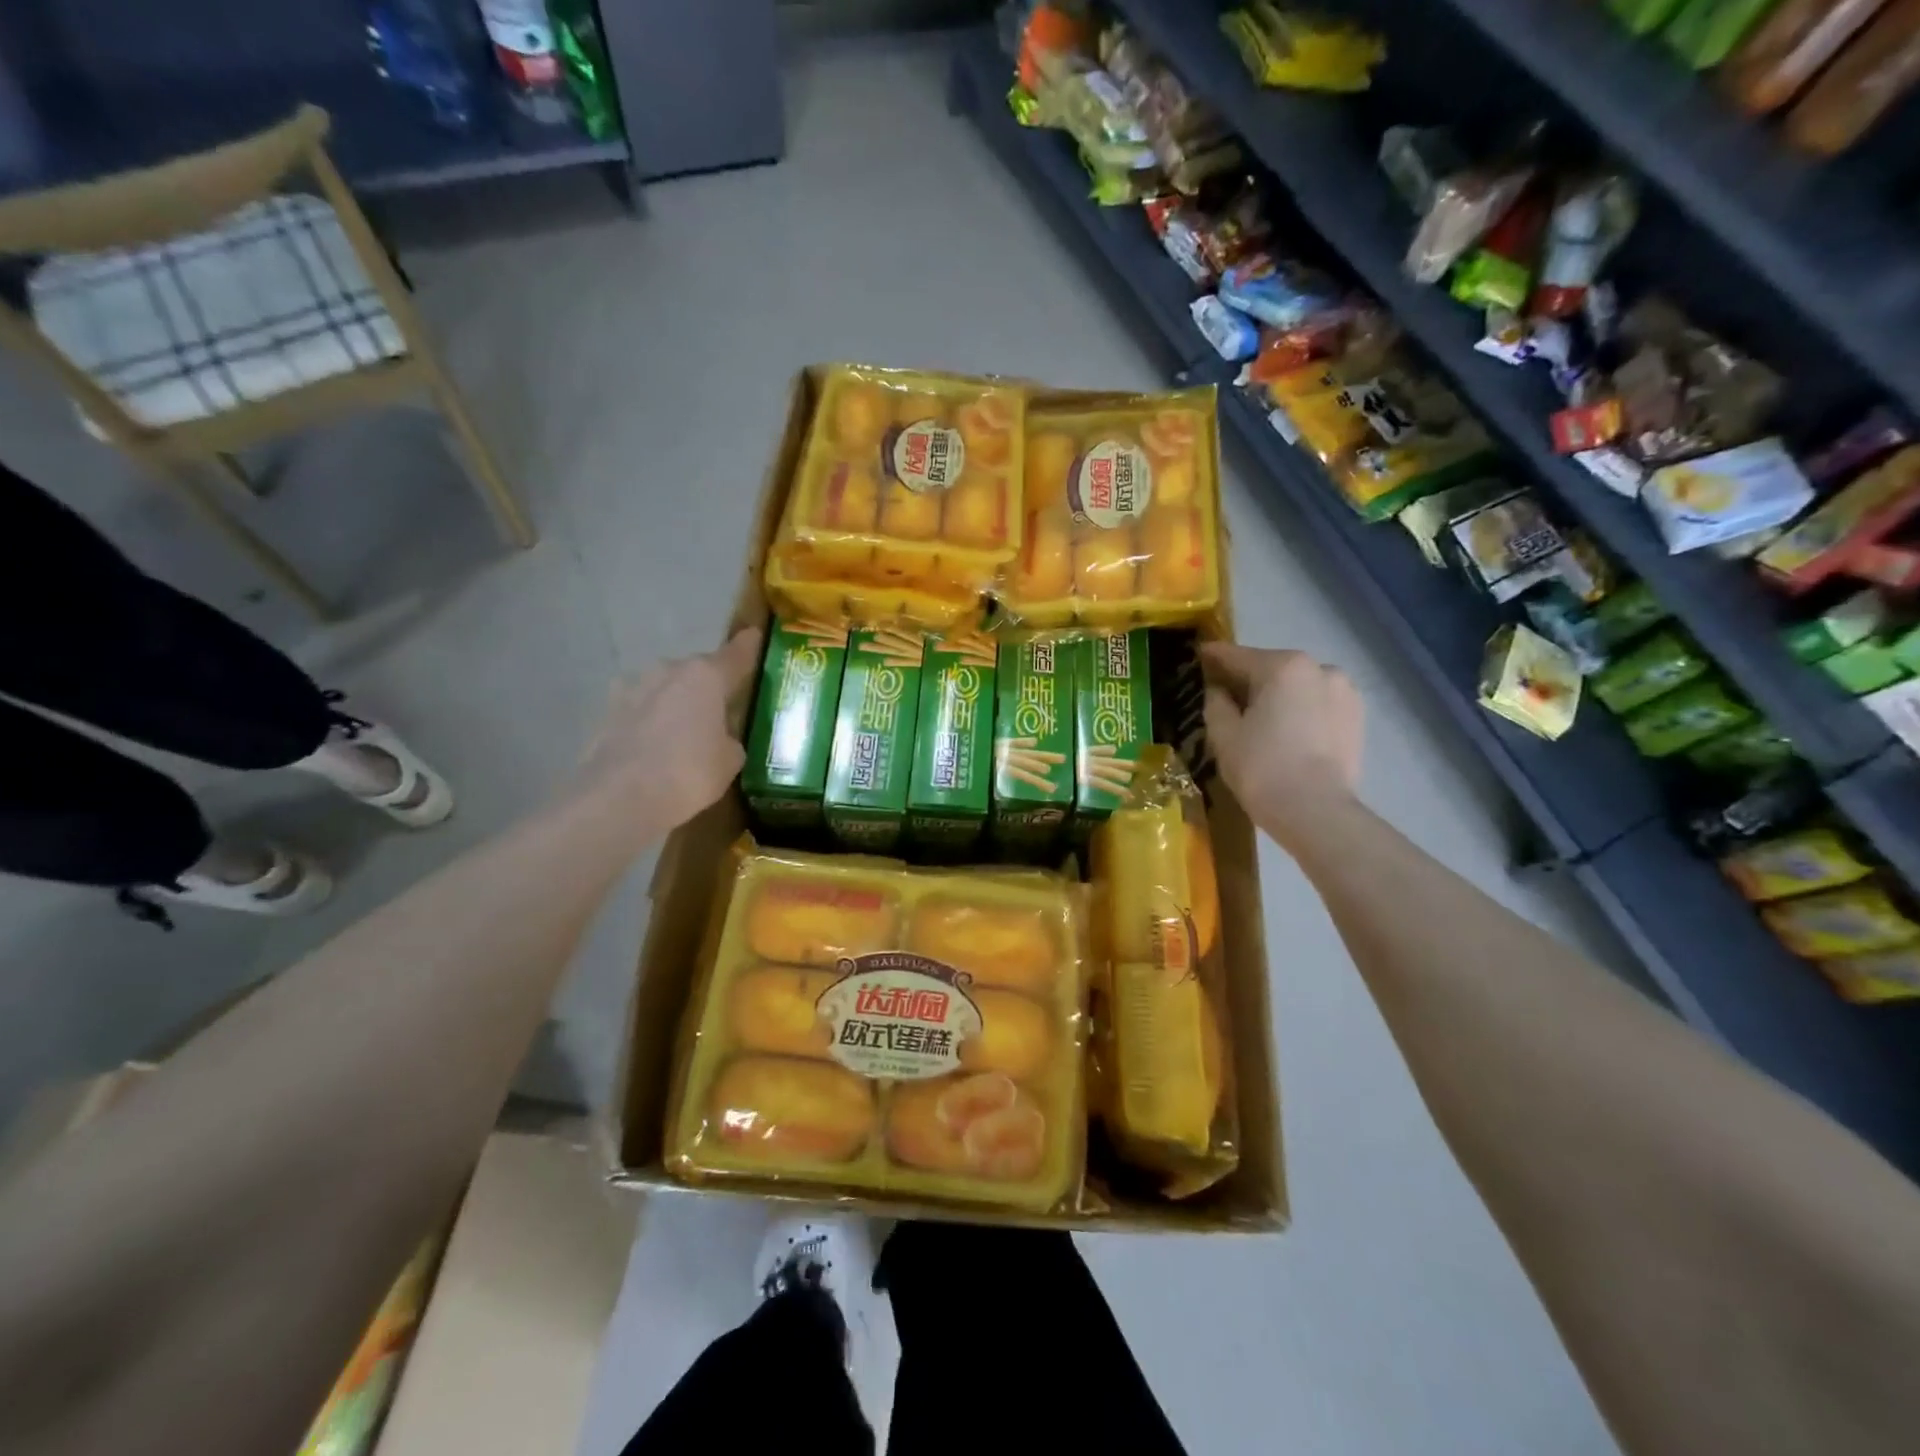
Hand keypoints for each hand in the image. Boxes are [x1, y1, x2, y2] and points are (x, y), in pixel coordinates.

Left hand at [571, 627, 761, 834]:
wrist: (618, 798)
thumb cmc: (688, 773)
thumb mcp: (729, 760)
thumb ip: (730, 739)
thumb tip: (720, 737)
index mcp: (705, 676)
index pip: (736, 654)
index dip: (748, 646)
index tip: (755, 635)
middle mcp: (668, 671)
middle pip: (697, 672)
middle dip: (709, 686)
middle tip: (723, 709)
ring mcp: (631, 688)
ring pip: (665, 689)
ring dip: (676, 703)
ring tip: (686, 732)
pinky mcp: (606, 712)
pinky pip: (641, 711)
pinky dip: (651, 722)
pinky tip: (656, 747)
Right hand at [1202, 643, 1362, 848]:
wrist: (1316, 812)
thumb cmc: (1262, 768)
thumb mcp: (1224, 734)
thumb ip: (1216, 702)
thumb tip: (1218, 690)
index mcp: (1283, 666)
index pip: (1237, 656)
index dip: (1213, 657)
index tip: (1198, 656)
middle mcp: (1319, 668)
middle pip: (1271, 669)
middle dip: (1248, 680)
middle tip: (1225, 697)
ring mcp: (1344, 692)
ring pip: (1298, 687)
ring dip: (1277, 696)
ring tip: (1259, 720)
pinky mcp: (1357, 718)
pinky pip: (1317, 705)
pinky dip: (1299, 711)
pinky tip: (1286, 733)